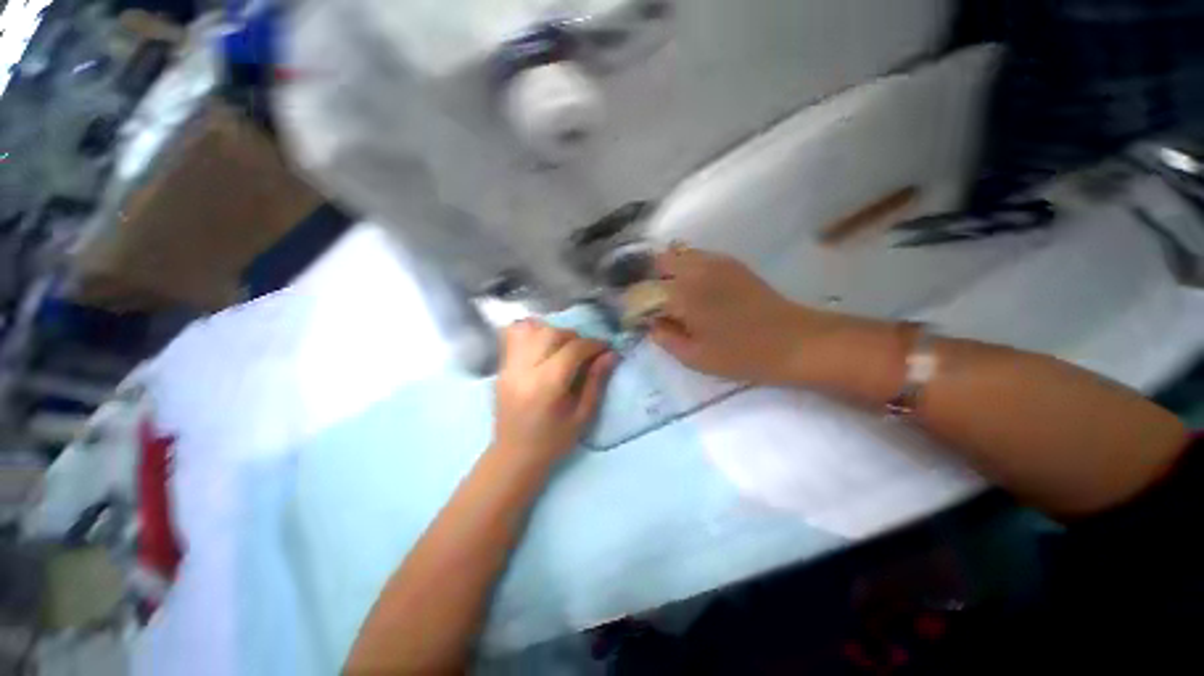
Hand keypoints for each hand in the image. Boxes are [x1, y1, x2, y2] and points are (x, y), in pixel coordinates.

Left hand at [493, 319, 615, 460]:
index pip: (572, 349)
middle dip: (575, 337)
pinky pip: (513, 336)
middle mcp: (524, 370)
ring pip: (532, 330)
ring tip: (564, 346)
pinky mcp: (501, 367)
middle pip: (551, 334)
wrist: (514, 455)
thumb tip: (611, 354)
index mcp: (546, 385)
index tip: (606, 348)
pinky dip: (532, 332)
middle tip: (585, 351)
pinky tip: (543, 344)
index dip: (593, 344)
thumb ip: (596, 381)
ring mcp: (508, 367)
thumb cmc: (553, 441)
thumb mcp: (582, 415)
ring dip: (554, 332)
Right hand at [650, 246, 834, 384]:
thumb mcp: (695, 358)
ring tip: (669, 292)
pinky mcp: (731, 263)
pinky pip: (698, 255)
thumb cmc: (741, 355)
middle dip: (649, 278)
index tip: (635, 316)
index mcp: (682, 294)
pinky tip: (693, 284)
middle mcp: (694, 270)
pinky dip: (686, 264)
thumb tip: (651, 324)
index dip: (635, 303)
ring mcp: (715, 262)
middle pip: (658, 262)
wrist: (794, 341)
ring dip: (667, 269)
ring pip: (678, 253)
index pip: (644, 291)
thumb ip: (665, 339)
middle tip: (653, 302)